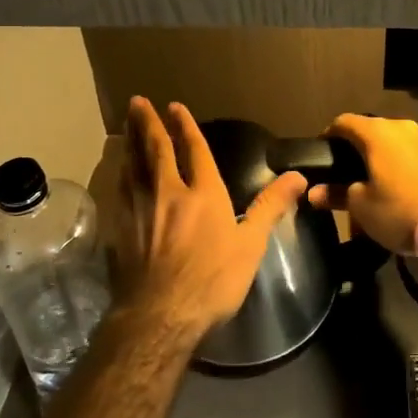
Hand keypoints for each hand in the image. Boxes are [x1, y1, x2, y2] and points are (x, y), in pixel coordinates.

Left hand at [110, 97, 306, 340]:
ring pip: (133, 165)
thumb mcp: (251, 244)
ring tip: (126, 126)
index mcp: (203, 193)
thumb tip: (298, 176)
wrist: (160, 315)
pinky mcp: (120, 228)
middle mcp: (168, 192)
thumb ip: (270, 206)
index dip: (186, 126)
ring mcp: (139, 209)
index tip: (175, 107)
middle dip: (148, 123)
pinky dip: (120, 172)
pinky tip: (119, 171)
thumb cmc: (213, 280)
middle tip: (138, 102)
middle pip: (156, 149)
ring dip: (130, 142)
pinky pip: (120, 189)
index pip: (194, 149)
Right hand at [306, 114, 417, 259]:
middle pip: (370, 130)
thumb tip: (314, 193)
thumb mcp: (360, 206)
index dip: (329, 136)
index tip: (323, 154)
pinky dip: (400, 163)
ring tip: (374, 180)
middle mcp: (401, 126)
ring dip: (381, 156)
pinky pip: (411, 153)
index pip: (343, 122)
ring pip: (393, 141)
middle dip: (356, 148)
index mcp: (377, 132)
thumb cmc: (397, 211)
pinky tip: (399, 184)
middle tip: (346, 172)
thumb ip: (335, 193)